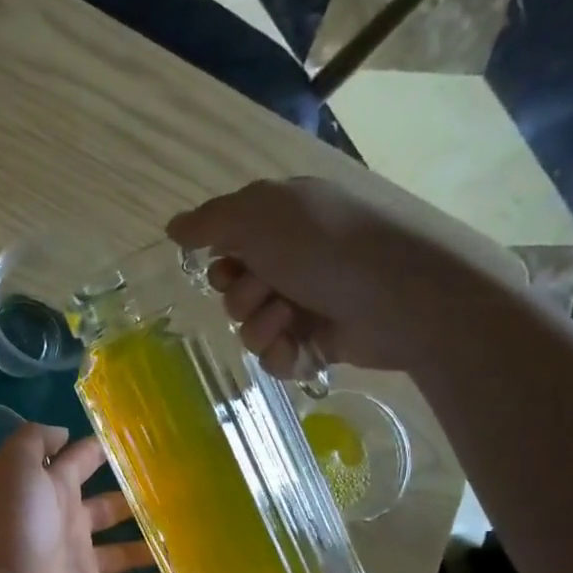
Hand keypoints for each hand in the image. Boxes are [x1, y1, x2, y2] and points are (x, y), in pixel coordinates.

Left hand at [0, 424, 170, 572]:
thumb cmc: (15, 528)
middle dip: (136, 498)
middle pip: (106, 508)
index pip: (78, 463)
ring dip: (151, 543)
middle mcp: (65, 525)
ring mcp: (79, 565)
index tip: (142, 440)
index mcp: (49, 492)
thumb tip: (64, 432)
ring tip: (194, 530)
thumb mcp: (16, 467)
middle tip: (182, 489)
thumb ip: (36, 441)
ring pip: (122, 551)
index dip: (102, 450)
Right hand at [167, 177, 494, 374]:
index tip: (228, 266)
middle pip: (233, 293)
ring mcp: (306, 305)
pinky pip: (275, 358)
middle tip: (267, 288)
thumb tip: (172, 227)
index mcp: (281, 225)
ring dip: (260, 325)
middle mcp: (291, 263)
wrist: (399, 294)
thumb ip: (209, 221)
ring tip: (289, 317)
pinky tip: (298, 347)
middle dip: (241, 296)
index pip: (227, 250)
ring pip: (249, 329)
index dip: (220, 264)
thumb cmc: (326, 243)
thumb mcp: (259, 214)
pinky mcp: (318, 344)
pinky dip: (280, 354)